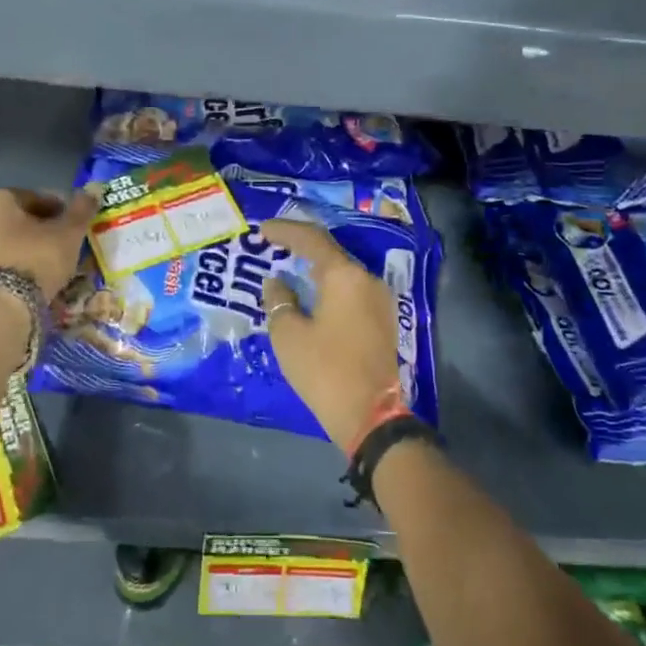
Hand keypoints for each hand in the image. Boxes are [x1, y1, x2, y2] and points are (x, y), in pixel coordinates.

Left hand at [0, 186, 100, 300]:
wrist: (1, 307)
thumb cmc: (36, 258)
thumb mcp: (69, 232)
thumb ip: (81, 209)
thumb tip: (93, 190)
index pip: (34, 196)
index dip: (59, 208)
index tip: (74, 223)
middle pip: (19, 219)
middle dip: (42, 229)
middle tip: (65, 243)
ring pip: (8, 242)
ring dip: (29, 248)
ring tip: (52, 263)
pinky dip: (16, 266)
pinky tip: (34, 279)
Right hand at [260, 219, 402, 450]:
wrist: (371, 416)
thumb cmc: (324, 370)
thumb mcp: (289, 335)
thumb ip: (279, 300)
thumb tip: (277, 282)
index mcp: (344, 276)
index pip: (311, 239)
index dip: (285, 231)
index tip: (262, 230)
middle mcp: (367, 279)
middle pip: (331, 252)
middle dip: (301, 247)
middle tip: (274, 245)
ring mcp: (379, 299)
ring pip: (343, 272)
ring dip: (316, 267)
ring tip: (289, 268)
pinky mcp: (383, 320)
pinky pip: (351, 290)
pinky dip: (329, 286)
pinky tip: (312, 294)